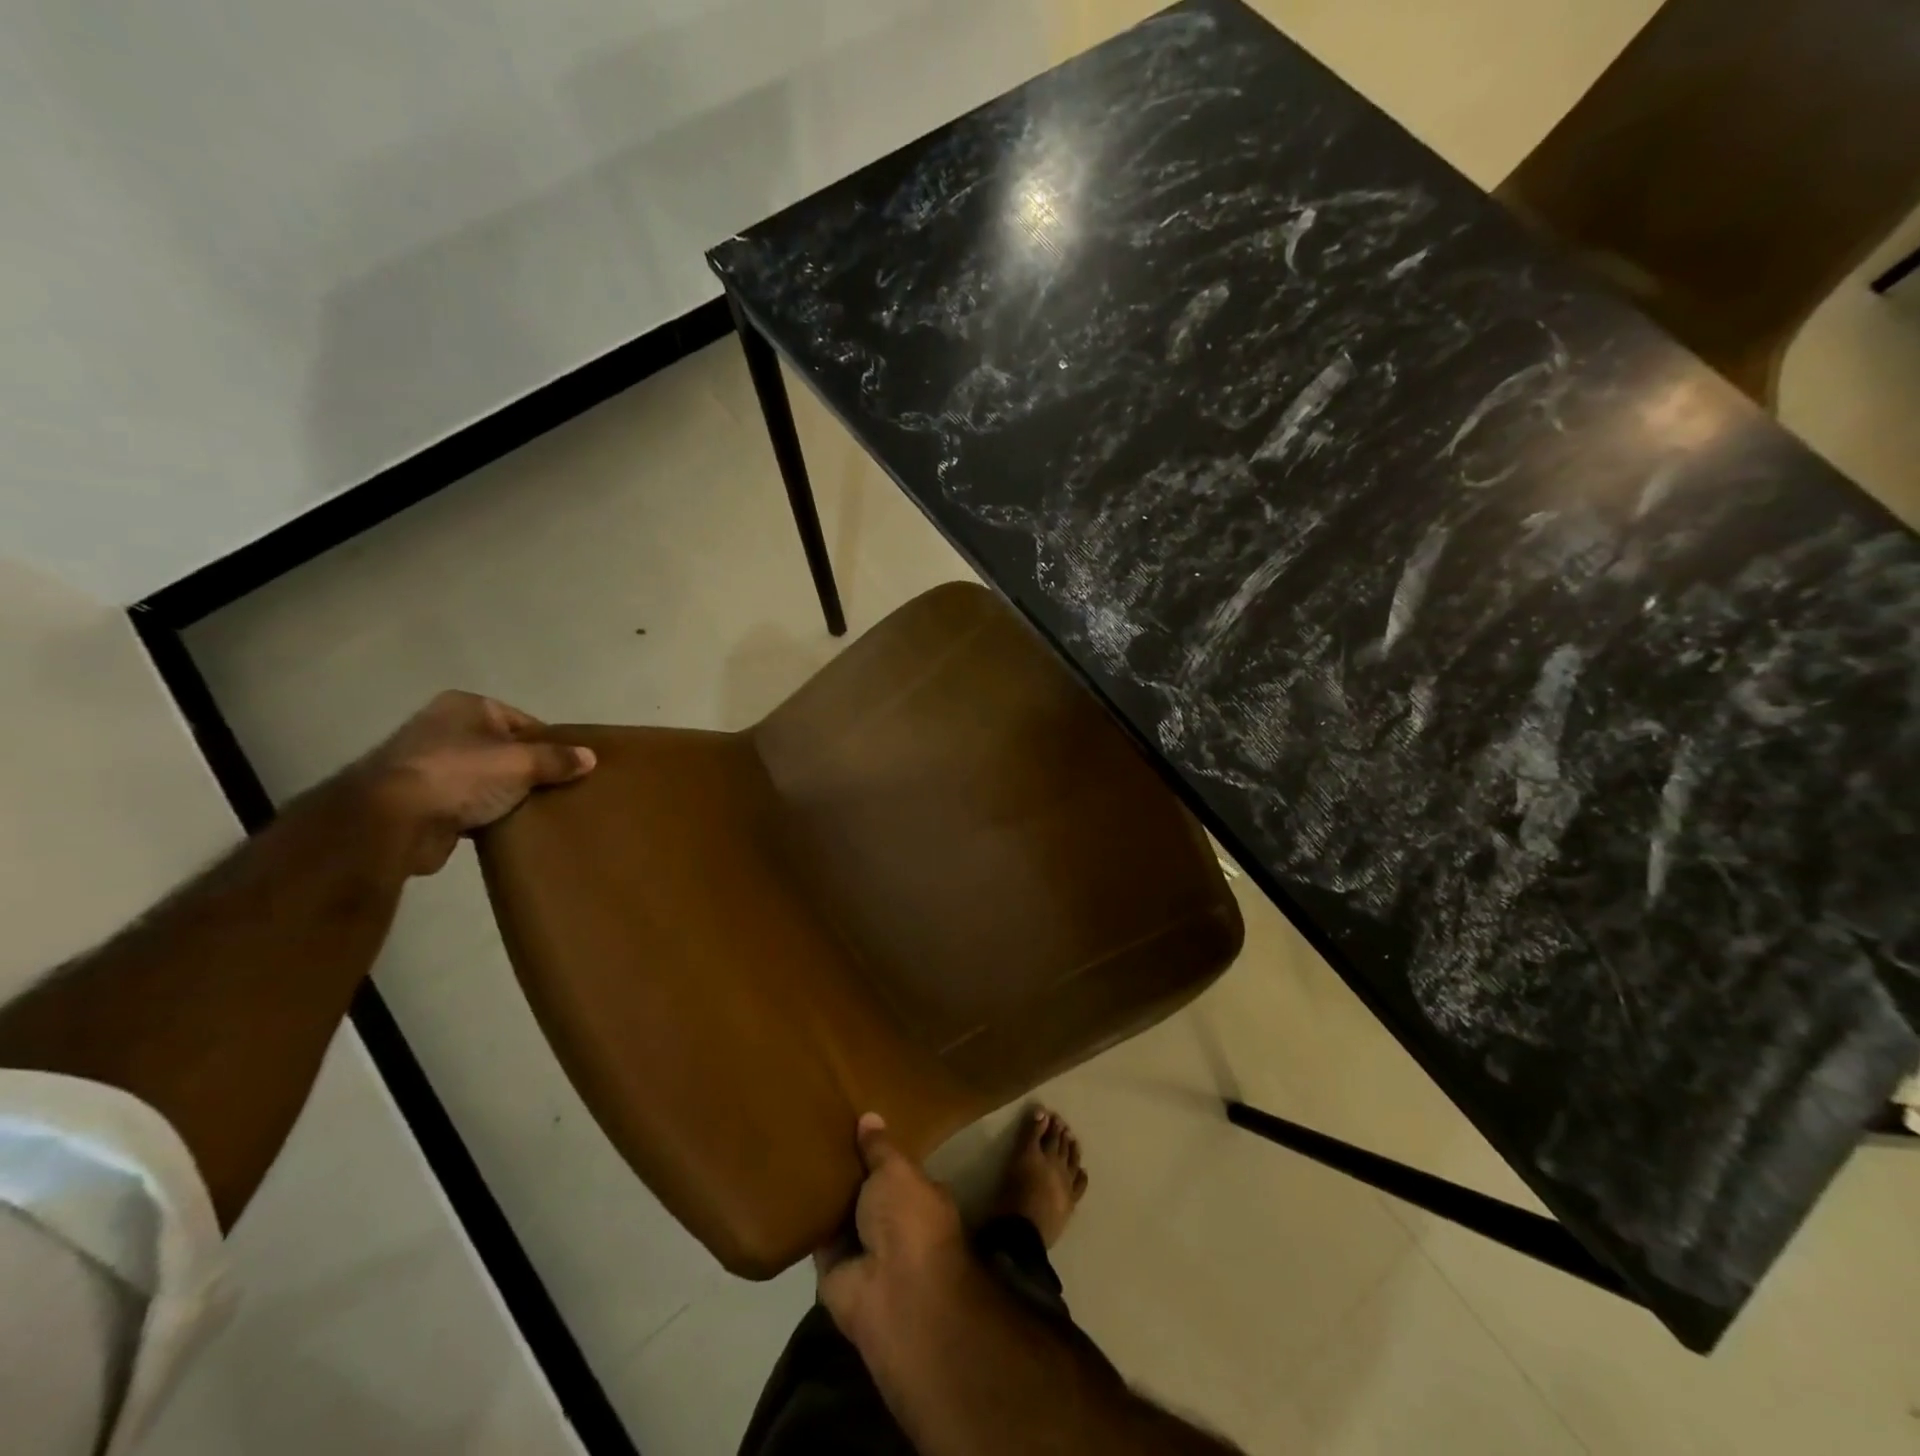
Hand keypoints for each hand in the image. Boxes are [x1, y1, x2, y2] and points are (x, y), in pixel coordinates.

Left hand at [359, 691, 595, 874]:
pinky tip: (508, 827)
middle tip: (560, 790)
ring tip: (539, 811)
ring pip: (486, 778)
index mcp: (465, 706)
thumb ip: (558, 759)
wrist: (392, 821)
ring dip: (507, 795)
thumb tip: (590, 757)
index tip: (571, 767)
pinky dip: (486, 815)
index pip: (522, 721)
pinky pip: (468, 804)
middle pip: (504, 749)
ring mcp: (428, 765)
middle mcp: (443, 728)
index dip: (549, 744)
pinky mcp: (421, 801)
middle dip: (529, 770)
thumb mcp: (522, 762)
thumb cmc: (461, 774)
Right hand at [815, 1114, 969, 1352]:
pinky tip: (784, 1186)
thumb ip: (880, 1148)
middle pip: (866, 1189)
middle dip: (848, 1169)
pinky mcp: (833, 1268)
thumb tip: (870, 1117)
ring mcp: (864, 1247)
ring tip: (796, 1148)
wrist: (893, 1292)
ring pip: (840, 1212)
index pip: (897, 1167)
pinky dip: (805, 1218)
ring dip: (825, 1192)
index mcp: (920, 1196)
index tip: (855, 1123)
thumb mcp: (897, 1170)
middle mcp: (894, 1222)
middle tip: (818, 1130)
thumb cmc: (909, 1219)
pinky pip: (817, 1235)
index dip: (879, 1149)